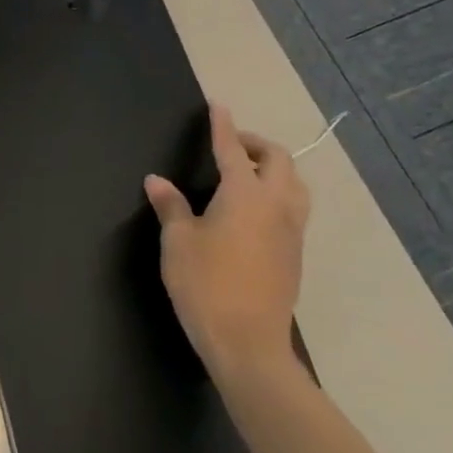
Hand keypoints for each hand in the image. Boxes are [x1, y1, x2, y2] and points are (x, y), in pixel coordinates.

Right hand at [145, 104, 310, 380]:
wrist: (249, 346)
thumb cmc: (207, 285)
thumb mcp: (178, 242)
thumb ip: (171, 206)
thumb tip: (157, 181)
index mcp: (244, 194)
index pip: (232, 148)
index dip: (223, 125)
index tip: (218, 105)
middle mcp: (275, 205)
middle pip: (278, 160)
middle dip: (256, 144)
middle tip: (231, 147)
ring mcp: (291, 232)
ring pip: (295, 185)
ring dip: (275, 170)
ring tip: (248, 176)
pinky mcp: (295, 256)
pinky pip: (294, 210)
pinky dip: (279, 195)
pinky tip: (254, 212)